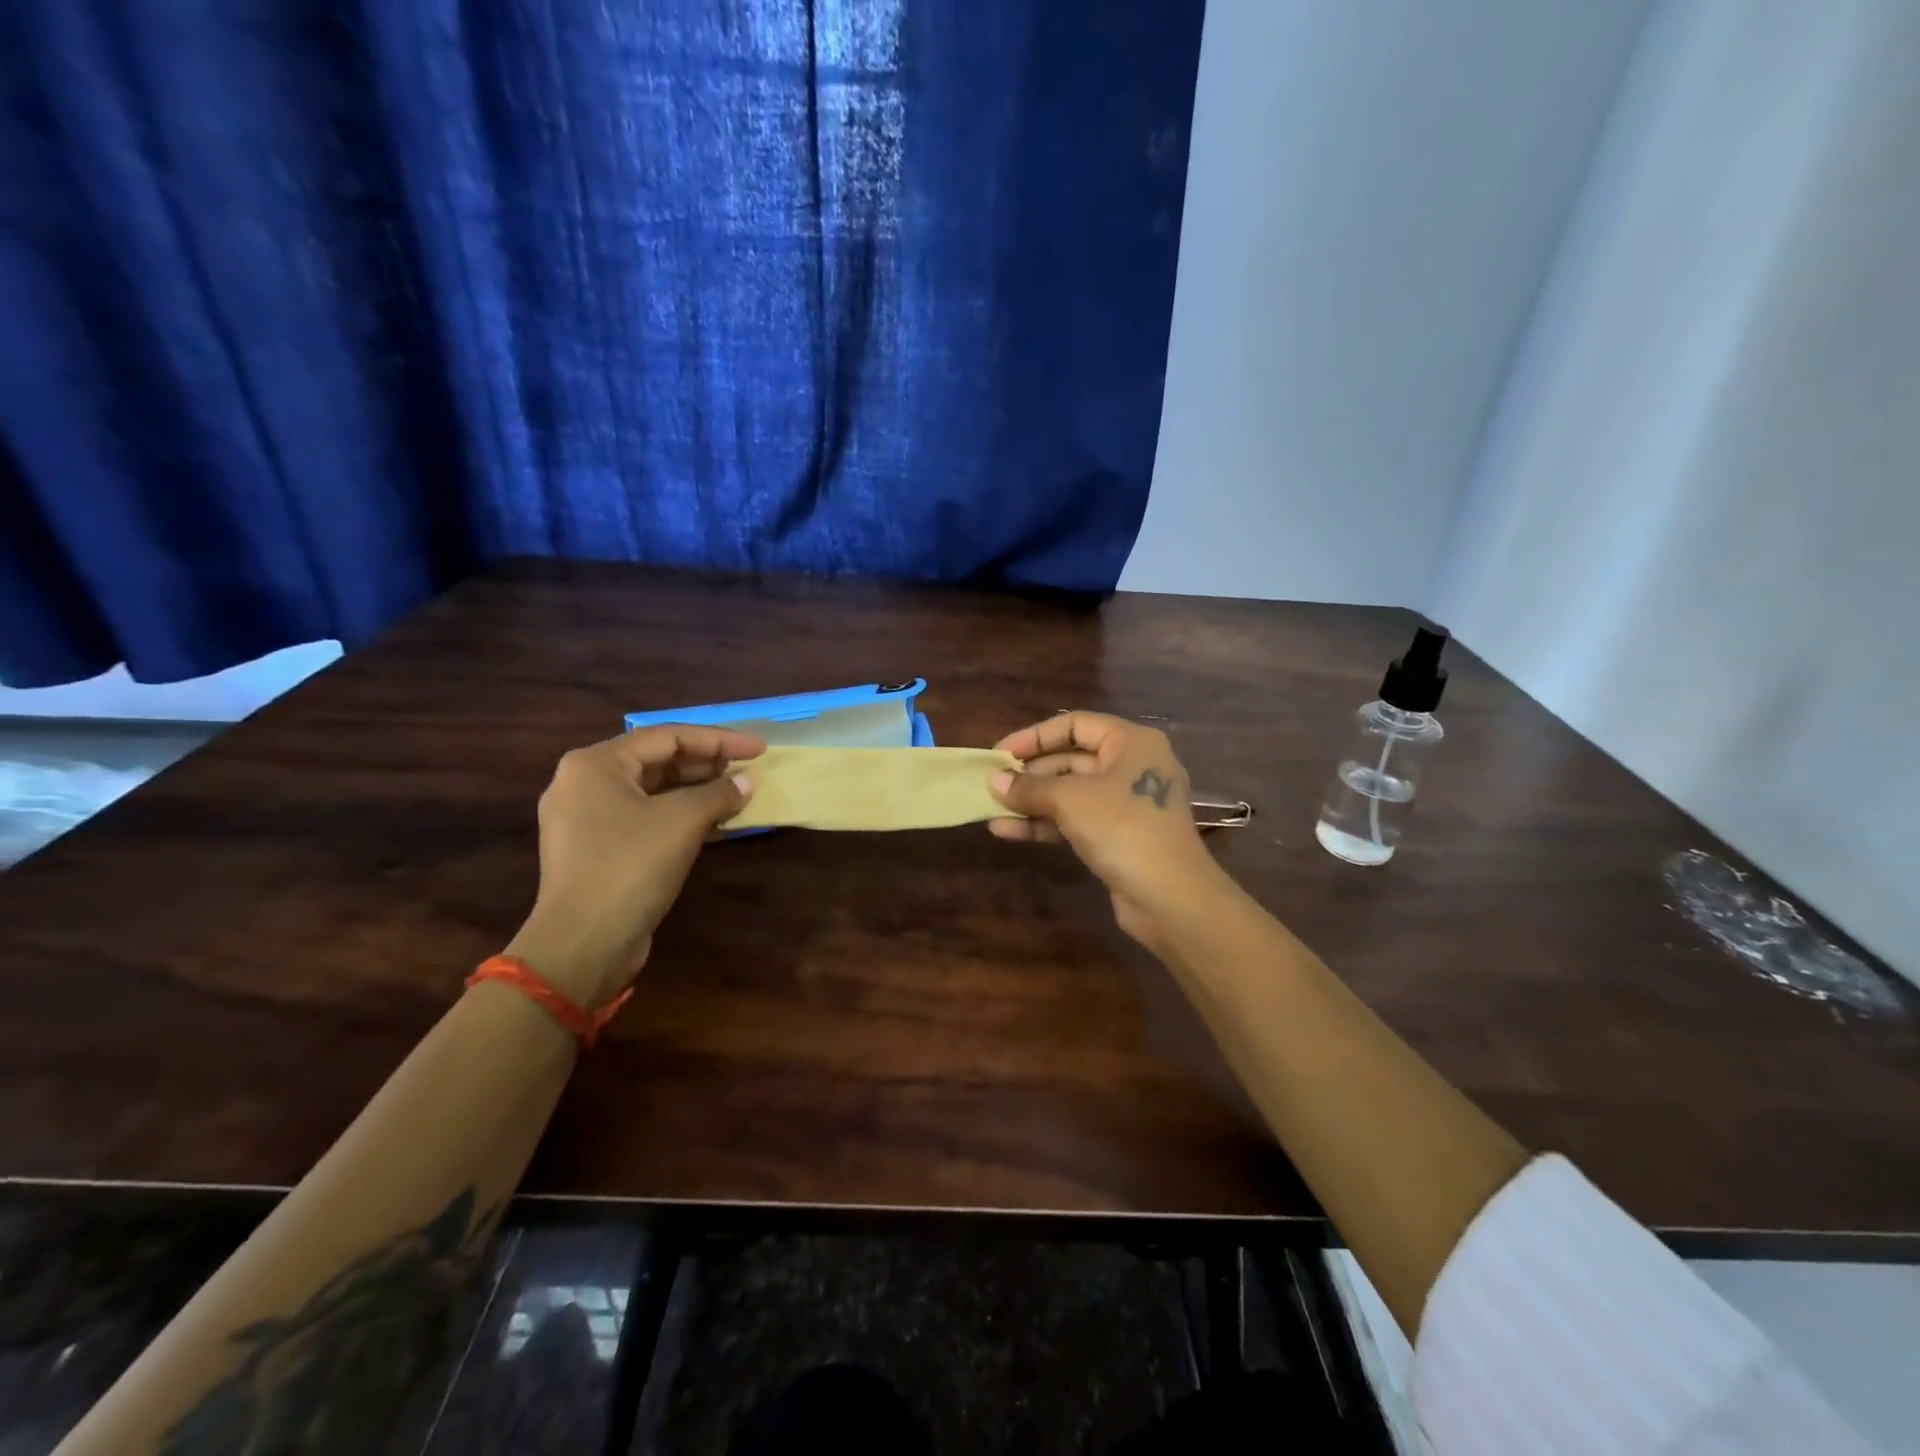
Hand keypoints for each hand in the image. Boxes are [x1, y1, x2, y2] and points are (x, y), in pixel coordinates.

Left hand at [503, 725, 764, 1008]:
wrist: (582, 945)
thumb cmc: (629, 867)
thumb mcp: (682, 821)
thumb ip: (719, 793)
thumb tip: (746, 783)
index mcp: (595, 764)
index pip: (668, 736)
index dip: (719, 739)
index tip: (758, 748)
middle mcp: (584, 784)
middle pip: (657, 761)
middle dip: (707, 765)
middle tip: (748, 771)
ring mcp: (587, 820)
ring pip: (653, 792)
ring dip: (697, 792)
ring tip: (738, 794)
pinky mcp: (597, 850)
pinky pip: (646, 819)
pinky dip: (681, 817)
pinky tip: (716, 823)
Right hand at [987, 712, 1227, 955]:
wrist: (1170, 896)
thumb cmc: (1122, 827)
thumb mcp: (1069, 800)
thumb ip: (1029, 787)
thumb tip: (994, 780)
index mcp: (1130, 742)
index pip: (1075, 725)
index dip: (1035, 736)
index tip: (1000, 753)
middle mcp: (1132, 766)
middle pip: (1071, 759)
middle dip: (1029, 773)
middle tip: (992, 784)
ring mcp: (1126, 804)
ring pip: (1070, 793)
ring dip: (1031, 801)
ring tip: (991, 809)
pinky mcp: (1119, 836)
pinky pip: (1075, 820)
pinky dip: (1044, 824)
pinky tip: (1007, 831)